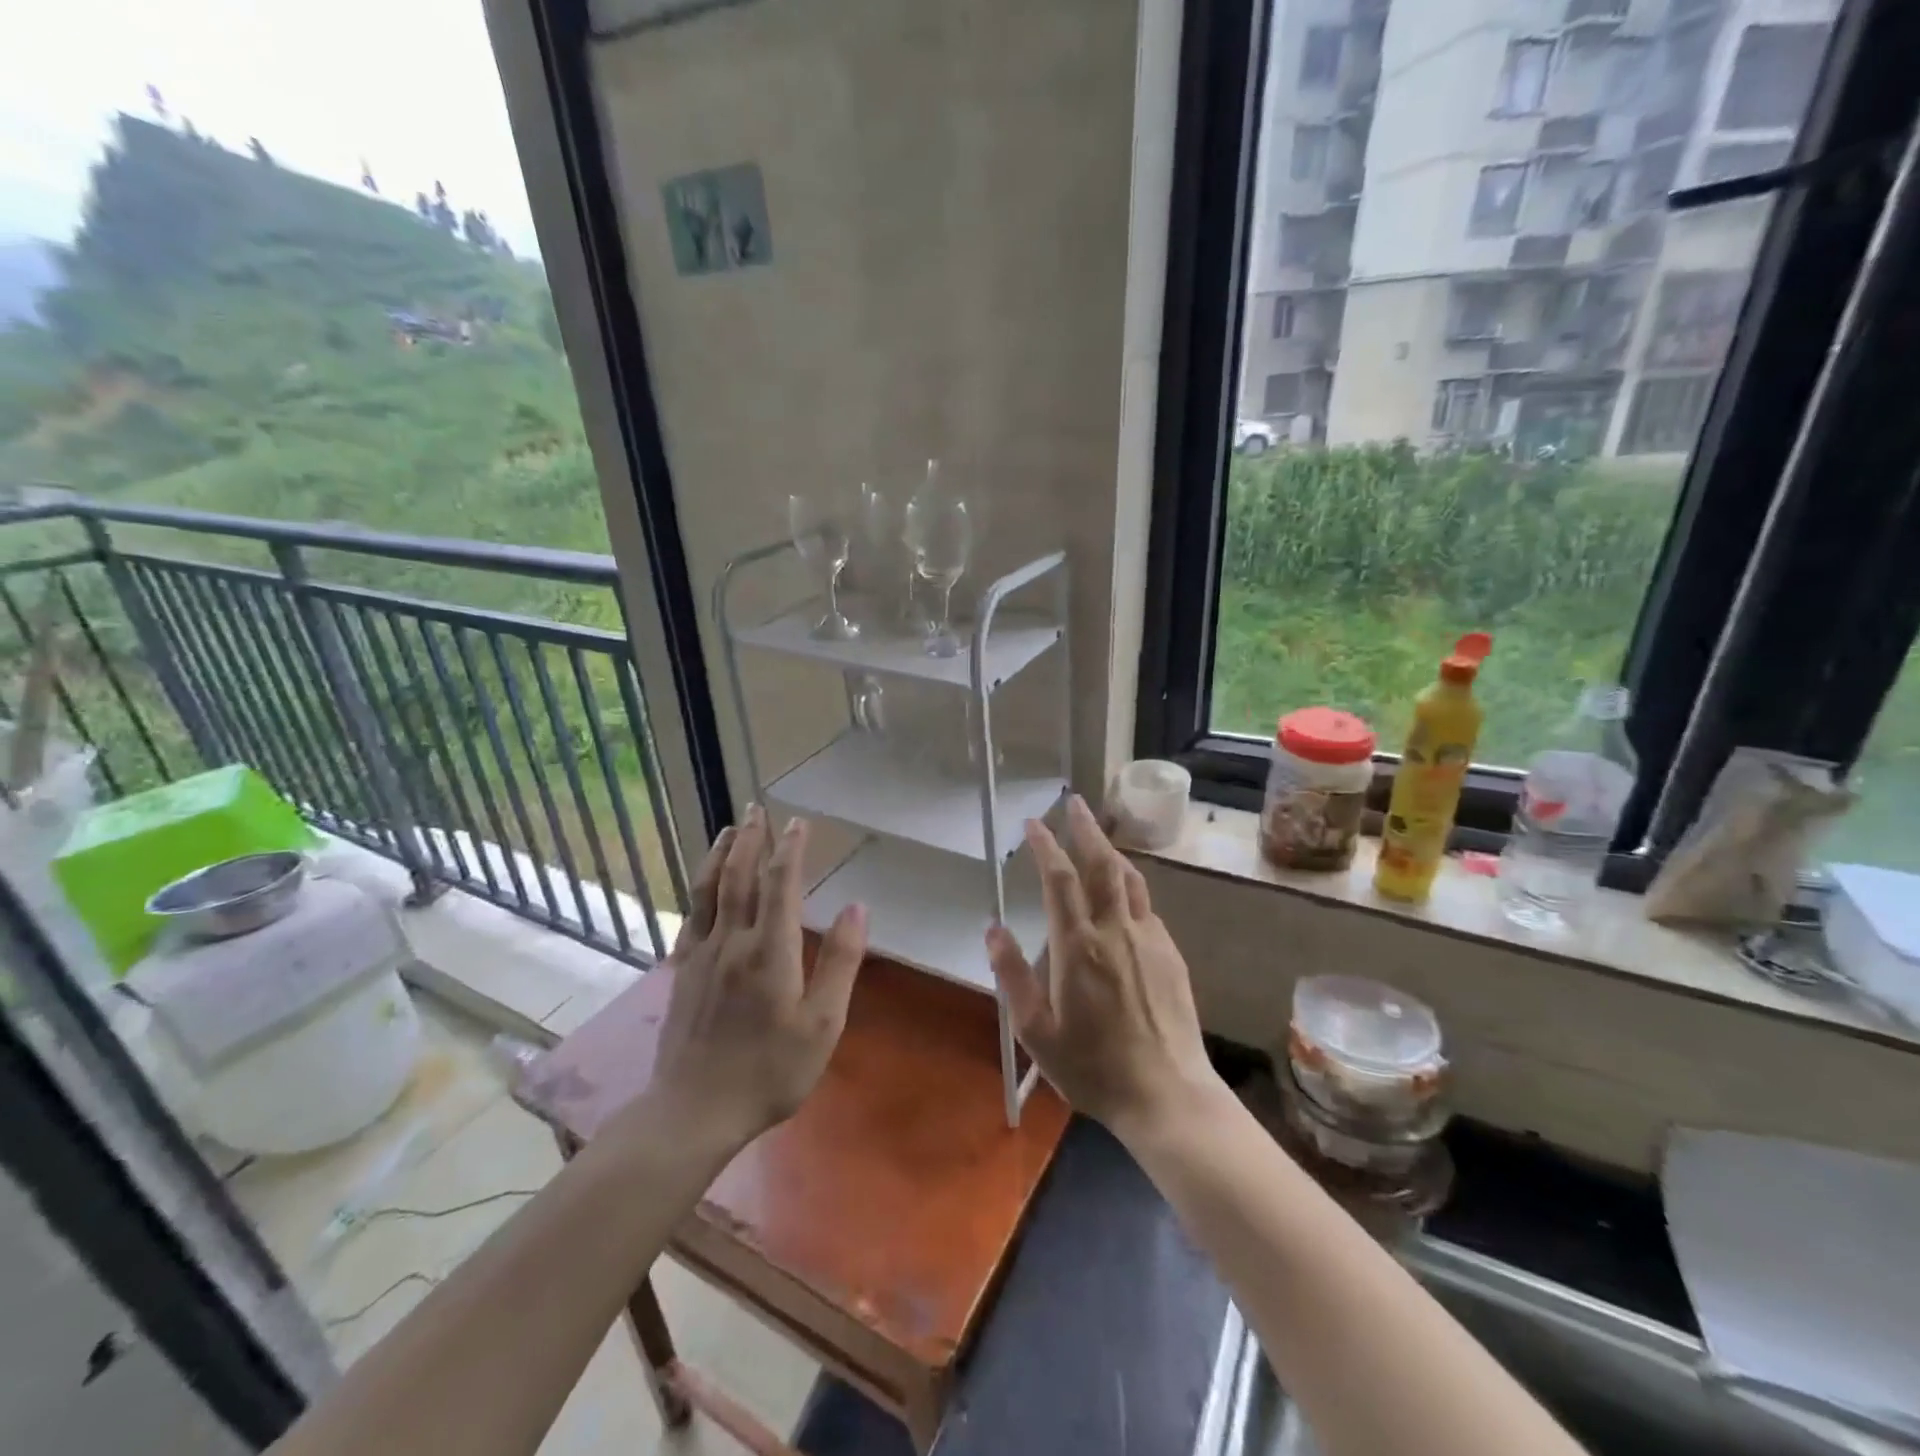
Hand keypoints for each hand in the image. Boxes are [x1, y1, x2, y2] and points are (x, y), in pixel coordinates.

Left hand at [646, 806, 867, 1147]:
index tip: (799, 822)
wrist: (693, 1111)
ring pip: (709, 890)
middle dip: (751, 838)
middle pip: (739, 876)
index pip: (780, 884)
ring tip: (729, 828)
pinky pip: (690, 916)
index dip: (790, 849)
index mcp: (770, 950)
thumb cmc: (769, 1071)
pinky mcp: (681, 972)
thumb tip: (856, 907)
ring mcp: (701, 955)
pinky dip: (699, 888)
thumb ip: (840, 962)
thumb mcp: (822, 1024)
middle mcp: (732, 941)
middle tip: (758, 808)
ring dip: (720, 853)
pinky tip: (703, 884)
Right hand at [985, 795, 1223, 1141]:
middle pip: (1101, 864)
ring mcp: (1149, 939)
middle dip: (1085, 828)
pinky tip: (1123, 889)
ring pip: (1130, 878)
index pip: (1060, 878)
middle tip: (1074, 802)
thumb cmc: (1093, 1068)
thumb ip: (1012, 977)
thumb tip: (992, 929)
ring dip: (1110, 850)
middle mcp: (1115, 930)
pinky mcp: (1171, 954)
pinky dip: (1130, 883)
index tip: (1033, 822)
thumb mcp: (1036, 1032)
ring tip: (1097, 835)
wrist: (1167, 1095)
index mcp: (1078, 946)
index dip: (1046, 845)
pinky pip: (1147, 904)